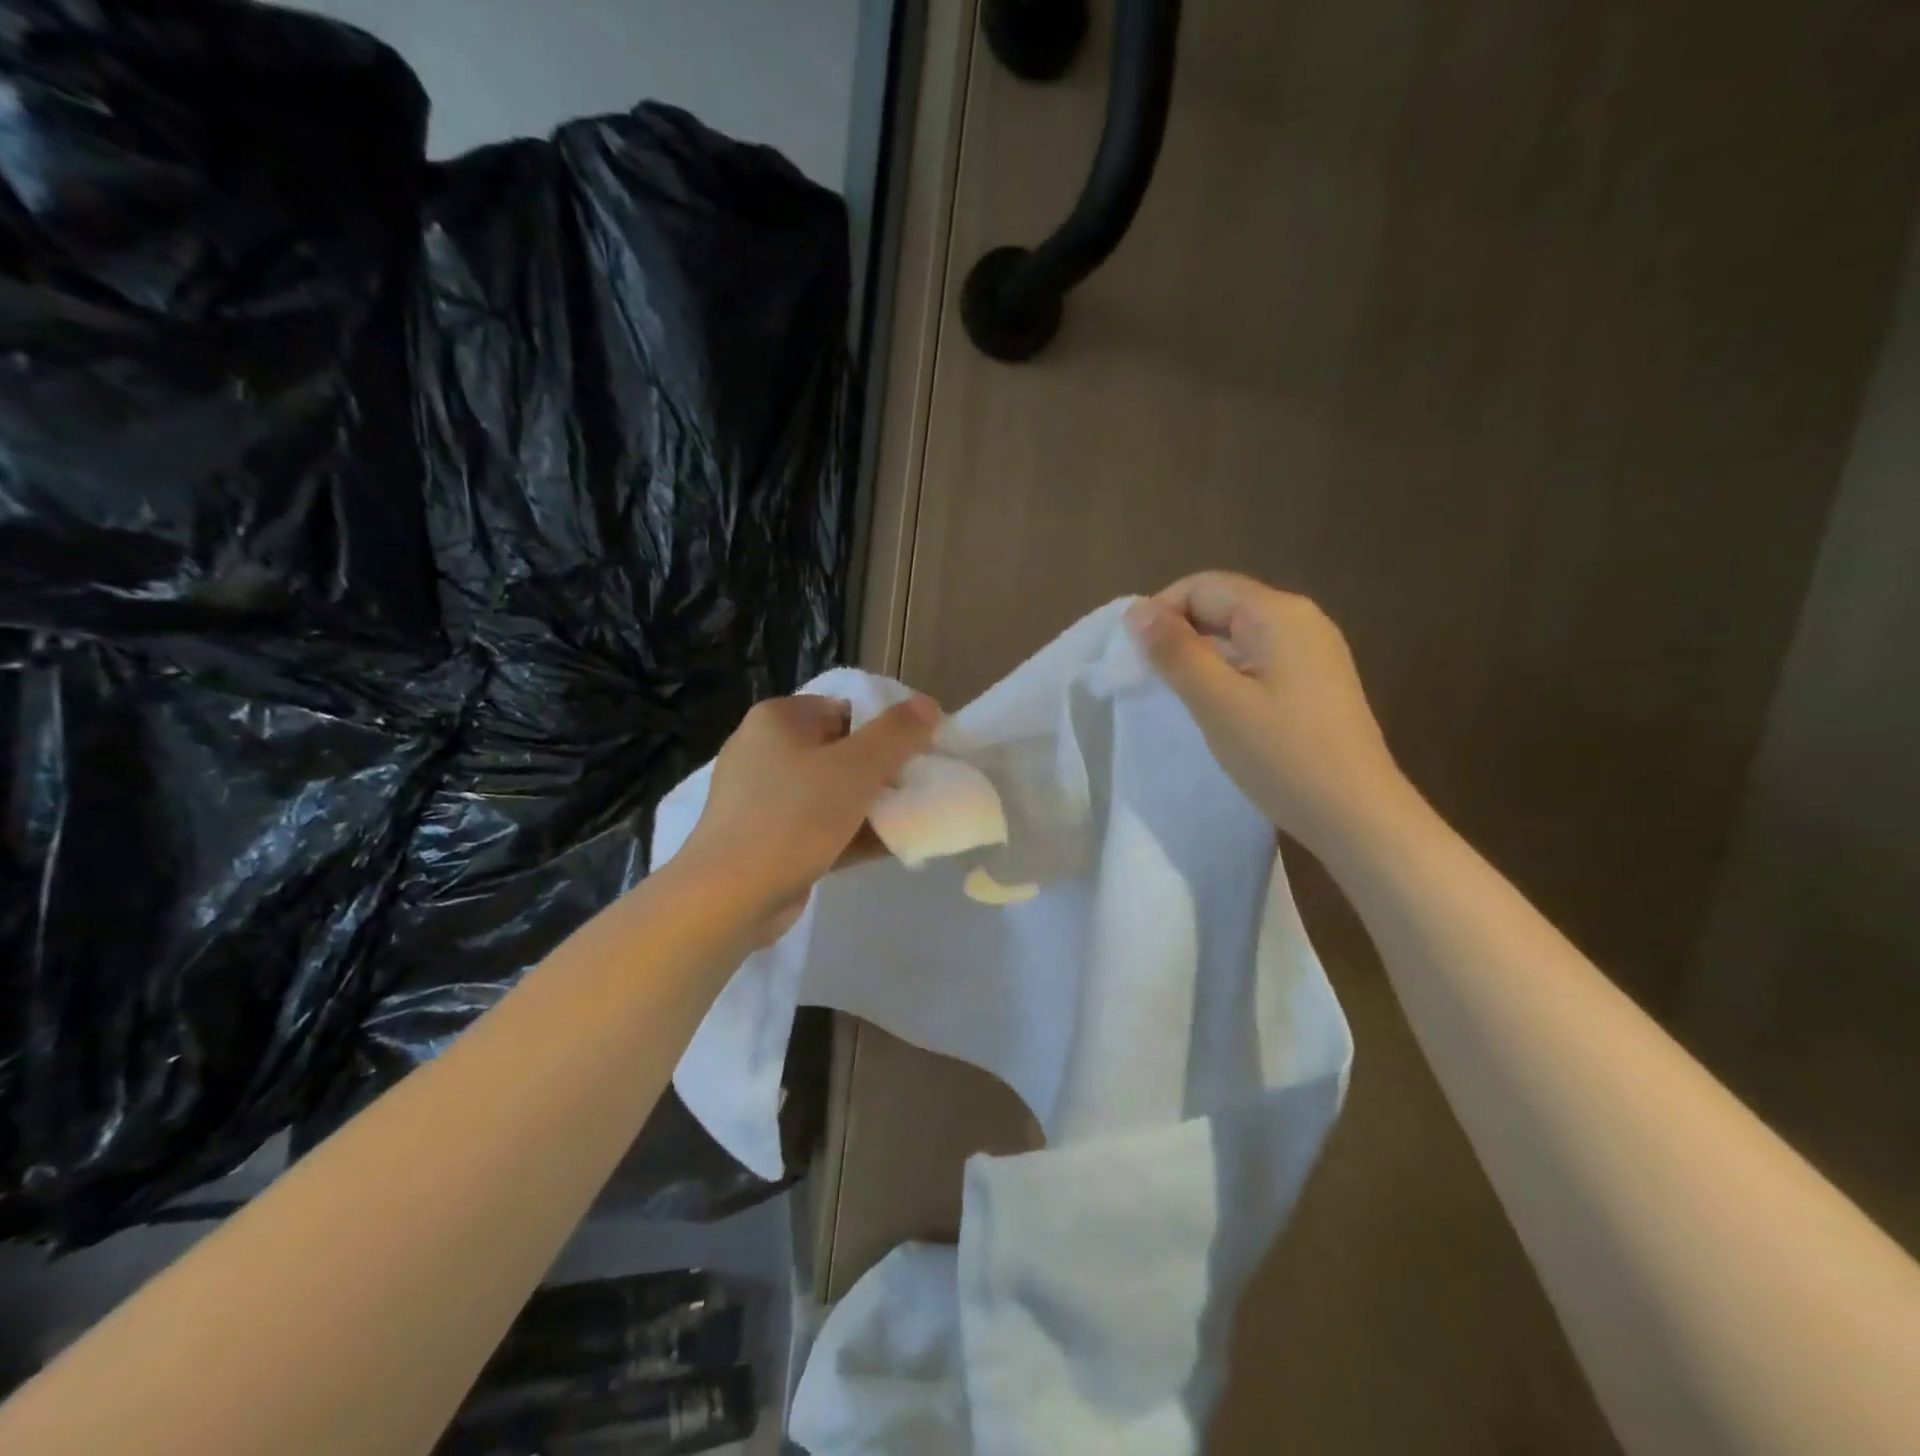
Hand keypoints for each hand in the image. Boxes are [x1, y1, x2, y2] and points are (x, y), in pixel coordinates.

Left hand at [682, 692, 940, 942]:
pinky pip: (819, 826)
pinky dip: (852, 833)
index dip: (887, 729)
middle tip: (919, 789)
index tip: (920, 754)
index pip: (845, 710)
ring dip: (872, 807)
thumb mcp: (855, 769)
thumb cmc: (793, 818)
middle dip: (883, 772)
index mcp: (779, 720)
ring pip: (832, 793)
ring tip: (914, 819)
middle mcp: (765, 751)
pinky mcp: (768, 838)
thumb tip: (928, 704)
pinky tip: (892, 846)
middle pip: (841, 752)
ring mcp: (764, 798)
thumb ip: (897, 734)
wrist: (728, 897)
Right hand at [1127, 572, 1406, 854]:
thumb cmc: (1282, 755)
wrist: (1357, 815)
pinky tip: (1217, 707)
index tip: (1135, 657)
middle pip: (1223, 604)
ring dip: (1201, 655)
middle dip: (1179, 633)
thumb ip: (1175, 651)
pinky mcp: (1316, 681)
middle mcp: (1300, 619)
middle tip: (1150, 678)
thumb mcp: (1216, 701)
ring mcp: (1314, 651)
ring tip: (1177, 694)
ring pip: (1239, 634)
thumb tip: (1137, 611)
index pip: (1202, 586)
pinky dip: (1227, 672)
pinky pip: (1258, 658)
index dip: (1160, 612)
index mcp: (1278, 613)